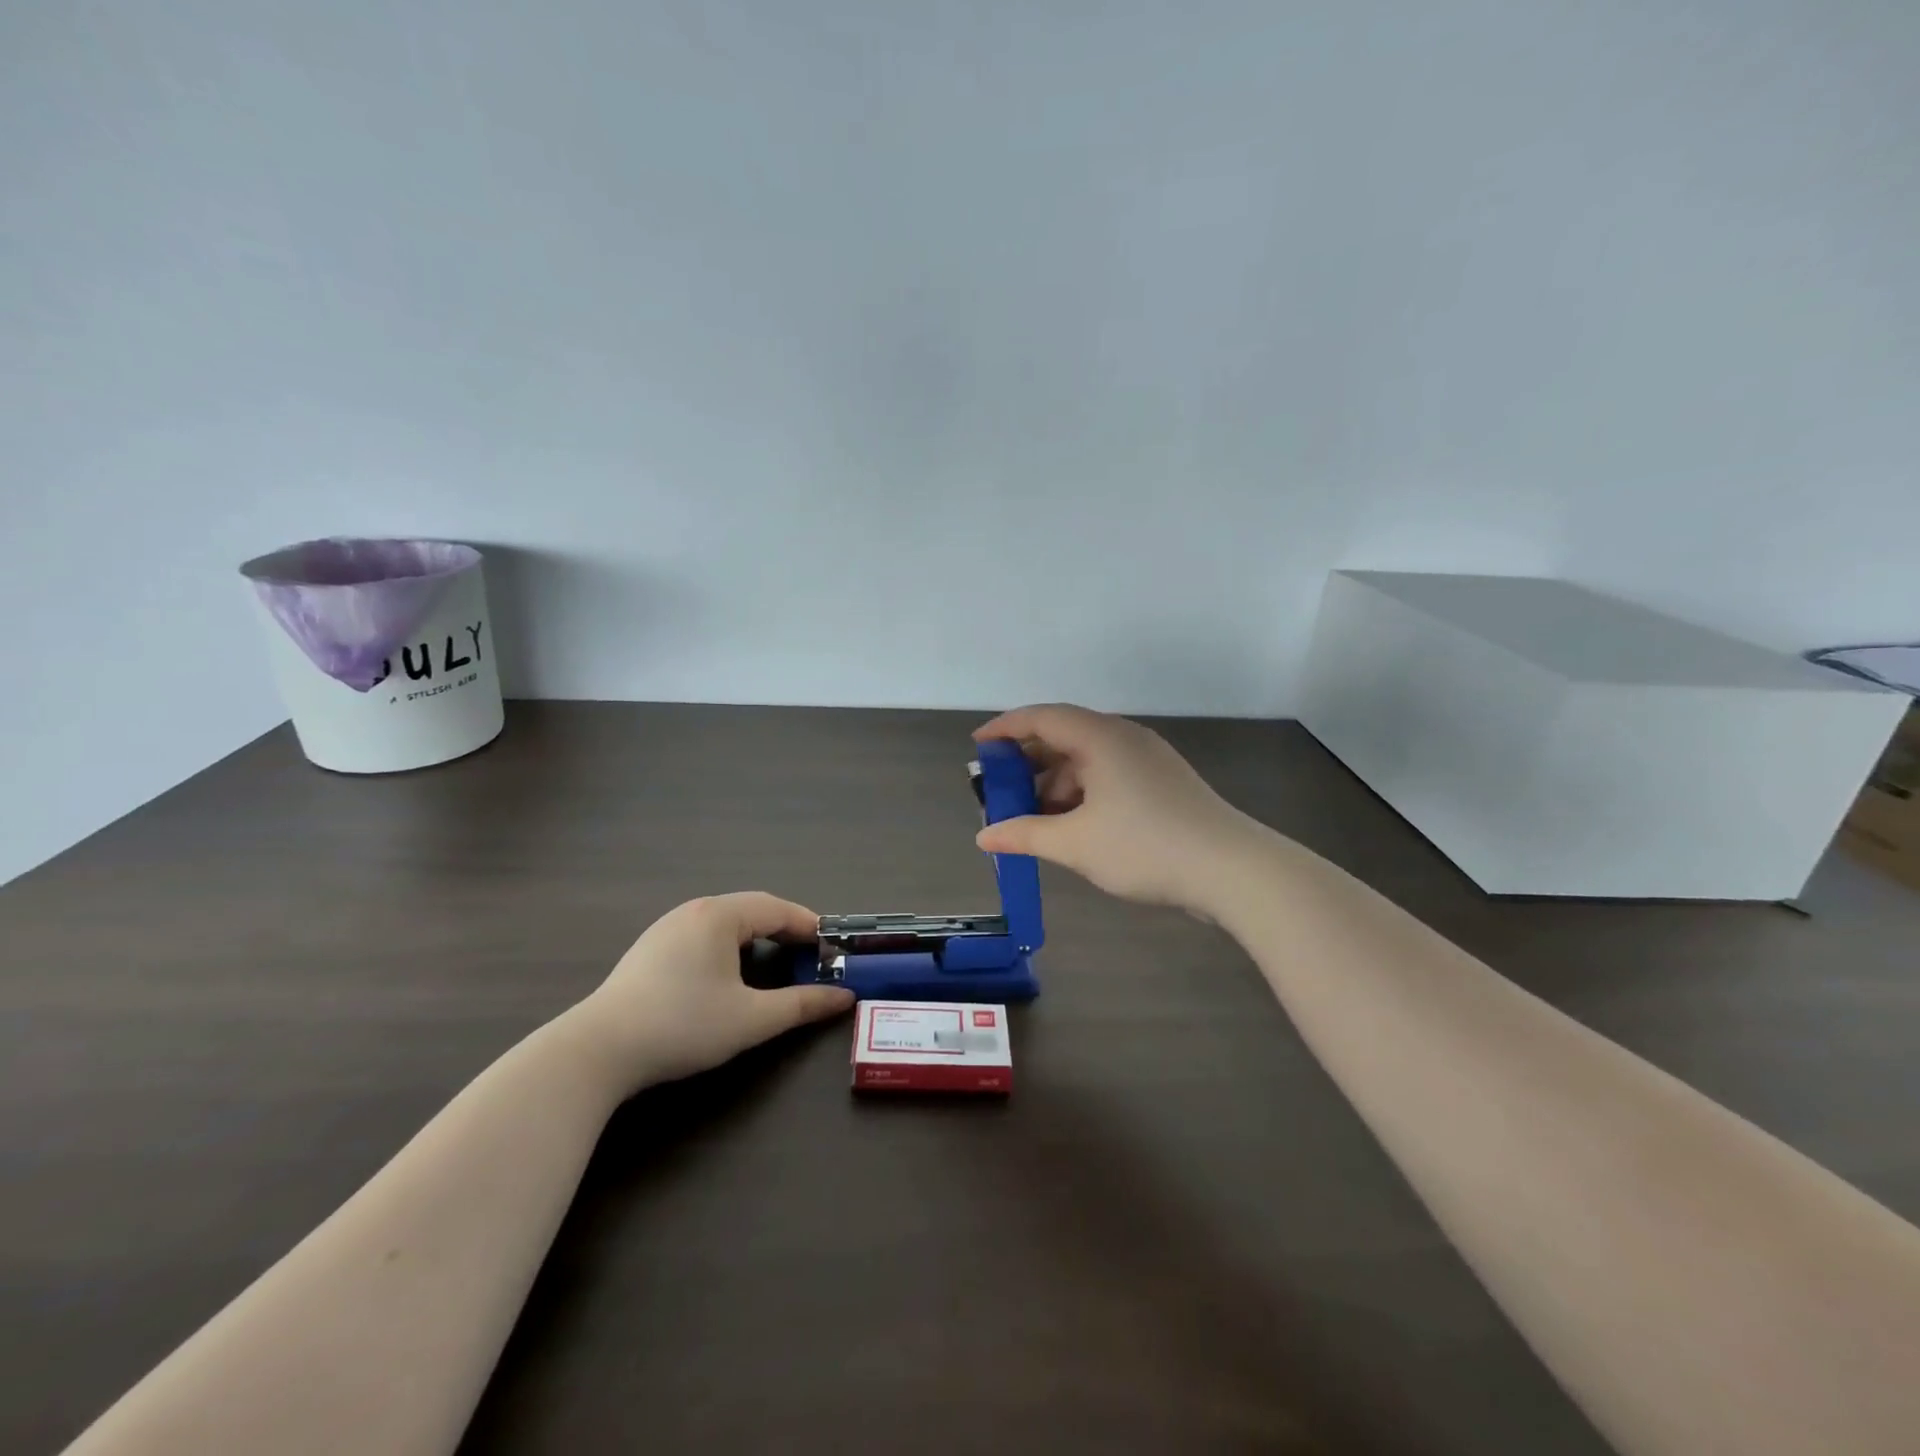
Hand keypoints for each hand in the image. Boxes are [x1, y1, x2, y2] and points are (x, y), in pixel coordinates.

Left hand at [575, 893, 853, 1092]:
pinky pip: (703, 935)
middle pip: (751, 910)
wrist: (597, 1052)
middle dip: (784, 929)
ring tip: (776, 961)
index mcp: (720, 916)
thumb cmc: (683, 1026)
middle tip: (809, 955)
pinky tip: (729, 973)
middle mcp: (694, 911)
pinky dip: (730, 946)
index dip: (808, 925)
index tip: (832, 945)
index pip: (776, 908)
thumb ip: (801, 1005)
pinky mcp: (650, 950)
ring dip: (756, 937)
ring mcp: (667, 928)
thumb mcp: (751, 1019)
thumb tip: (843, 997)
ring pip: (725, 922)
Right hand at [972, 704, 1261, 914]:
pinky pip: (1108, 777)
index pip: (1042, 718)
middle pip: (1063, 737)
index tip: (978, 748)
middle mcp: (1124, 738)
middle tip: (998, 792)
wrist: (1232, 870)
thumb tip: (985, 836)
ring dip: (1054, 785)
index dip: (1005, 729)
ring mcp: (1147, 760)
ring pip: (1087, 762)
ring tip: (1029, 819)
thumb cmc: (1145, 847)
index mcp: (1101, 738)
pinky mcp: (1162, 784)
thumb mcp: (1075, 843)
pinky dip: (1081, 795)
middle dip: (1027, 764)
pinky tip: (1068, 826)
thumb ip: (1024, 834)